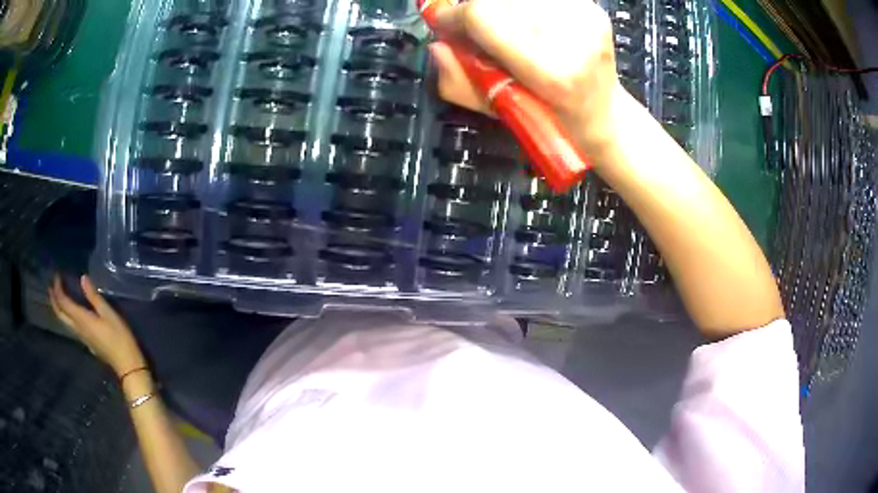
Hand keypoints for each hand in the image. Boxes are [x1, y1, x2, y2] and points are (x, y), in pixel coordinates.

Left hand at [49, 275, 145, 375]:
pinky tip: (69, 314)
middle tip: (51, 286)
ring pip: (64, 322)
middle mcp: (78, 328)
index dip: (58, 288)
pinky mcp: (87, 342)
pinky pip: (71, 327)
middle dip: (54, 300)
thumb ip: (94, 296)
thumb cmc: (119, 337)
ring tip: (56, 298)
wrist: (127, 365)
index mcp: (81, 319)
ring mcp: (82, 337)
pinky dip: (65, 316)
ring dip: (58, 309)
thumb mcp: (109, 313)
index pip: (64, 302)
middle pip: (60, 314)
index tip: (56, 275)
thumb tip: (83, 278)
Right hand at [428, 0, 623, 163]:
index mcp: (551, 70)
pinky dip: (523, 5)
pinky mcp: (594, 8)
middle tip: (473, 27)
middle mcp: (573, 36)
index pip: (484, 15)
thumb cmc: (553, 121)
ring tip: (505, 26)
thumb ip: (459, 81)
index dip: (453, 14)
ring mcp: (587, 18)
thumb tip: (437, 45)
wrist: (604, 114)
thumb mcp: (499, 111)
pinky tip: (529, 21)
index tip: (442, 22)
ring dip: (501, 6)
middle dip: (476, 8)